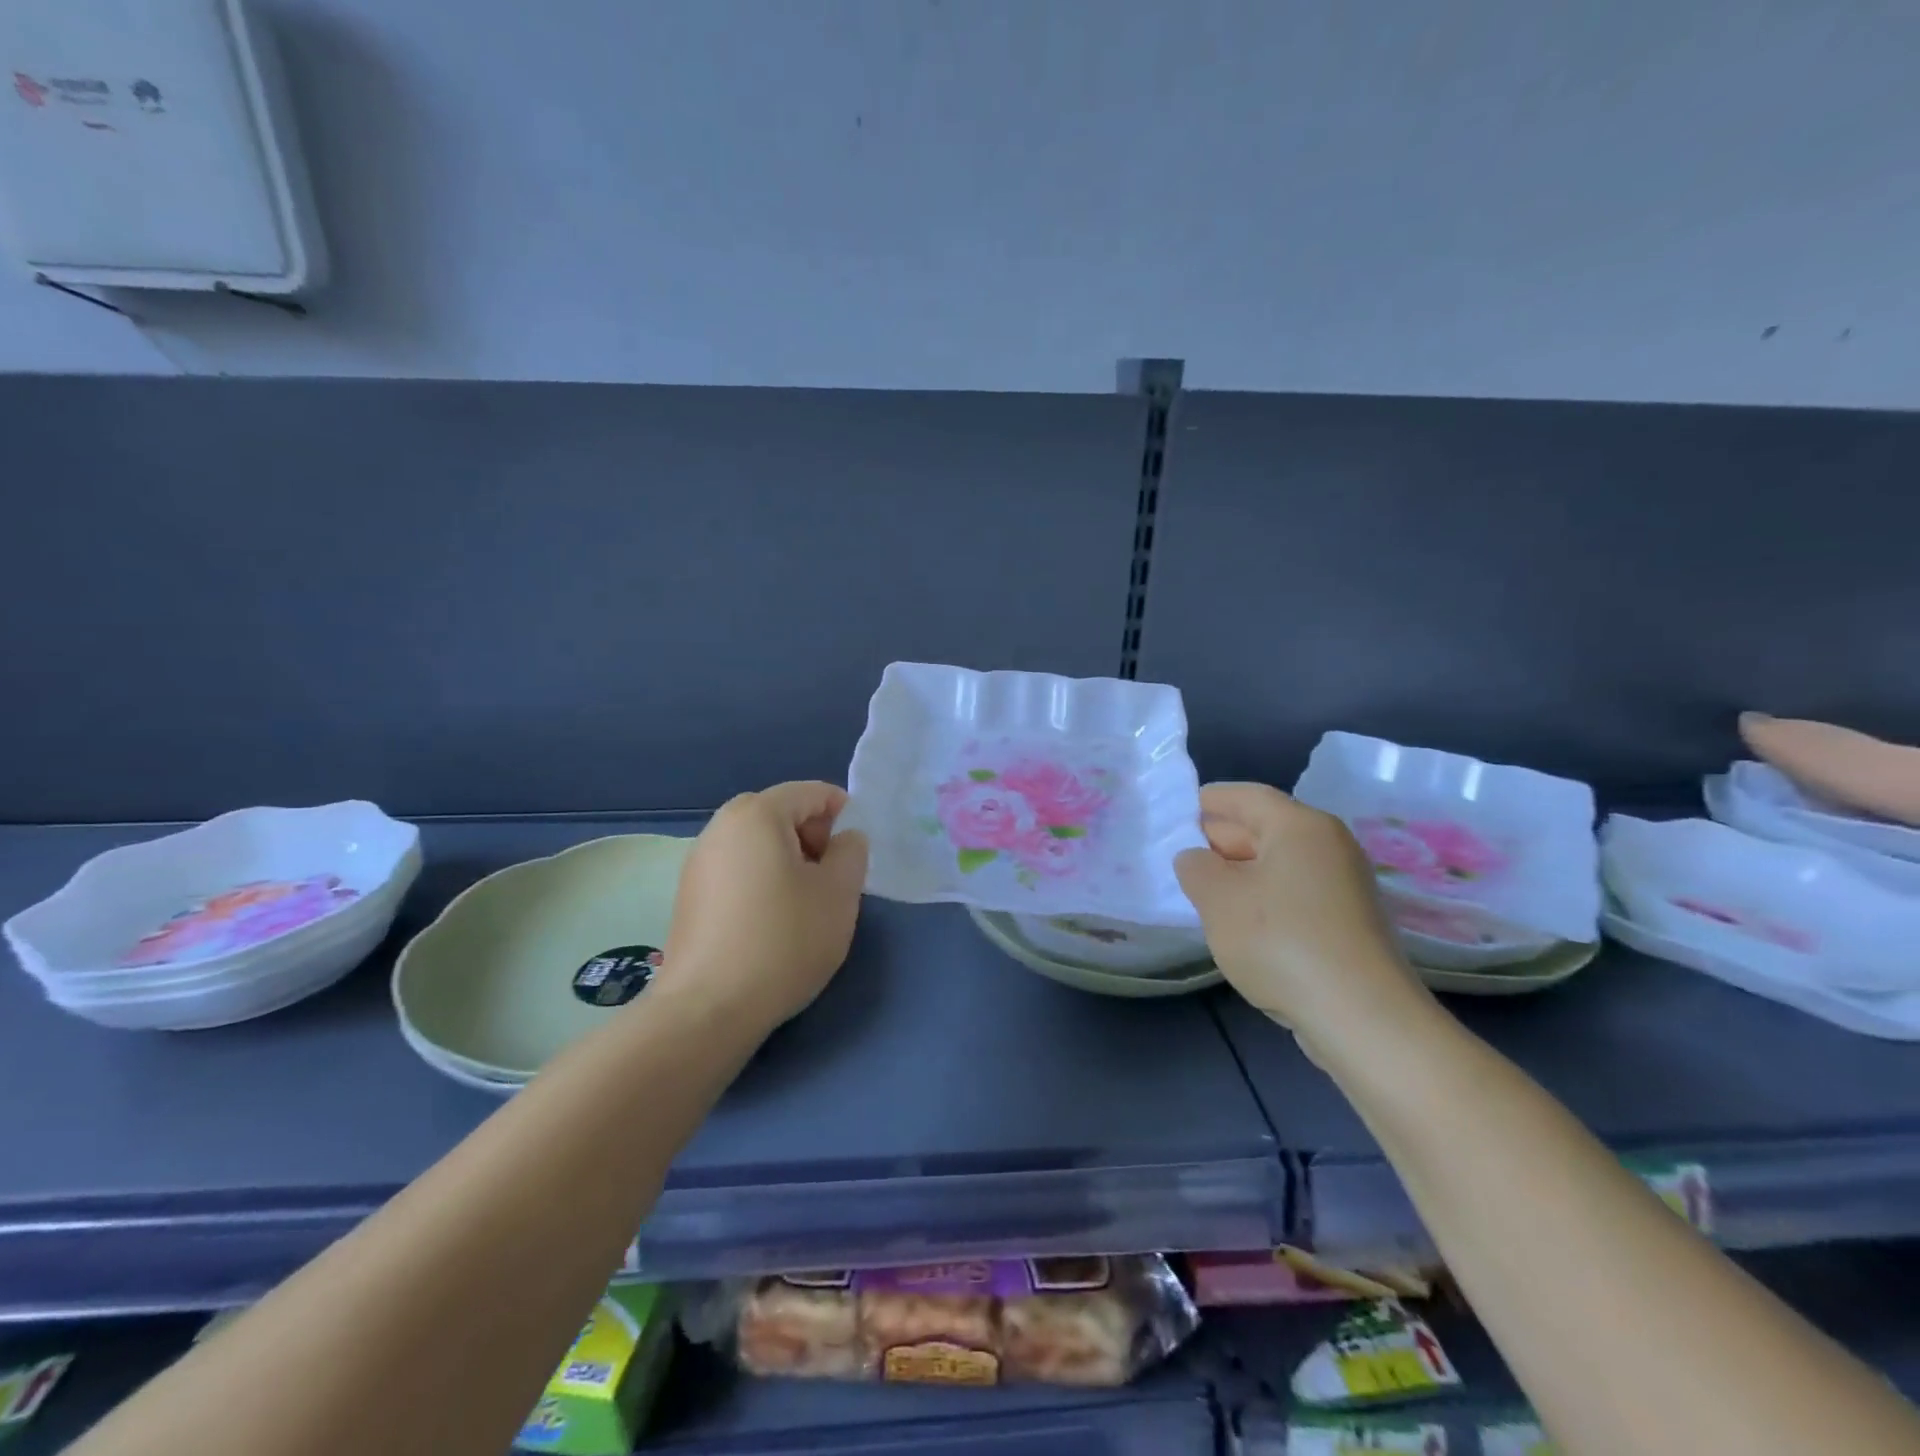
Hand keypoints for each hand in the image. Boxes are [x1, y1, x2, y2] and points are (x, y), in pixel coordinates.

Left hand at [658, 782, 868, 1031]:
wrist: (708, 1009)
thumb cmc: (784, 941)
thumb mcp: (839, 893)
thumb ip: (852, 852)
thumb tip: (844, 839)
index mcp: (757, 813)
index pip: (812, 793)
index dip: (843, 817)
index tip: (853, 859)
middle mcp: (720, 826)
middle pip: (783, 815)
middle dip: (814, 841)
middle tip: (830, 884)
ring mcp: (698, 861)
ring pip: (760, 845)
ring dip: (789, 864)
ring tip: (802, 909)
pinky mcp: (688, 895)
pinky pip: (738, 870)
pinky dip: (762, 883)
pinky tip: (770, 926)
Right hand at [1175, 783, 1429, 1040]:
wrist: (1361, 1016)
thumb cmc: (1280, 940)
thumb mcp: (1218, 898)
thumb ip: (1196, 867)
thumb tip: (1197, 859)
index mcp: (1300, 825)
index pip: (1245, 796)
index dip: (1208, 800)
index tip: (1175, 813)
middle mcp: (1330, 845)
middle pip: (1265, 828)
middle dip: (1220, 840)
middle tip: (1180, 857)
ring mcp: (1345, 886)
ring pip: (1279, 865)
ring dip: (1240, 874)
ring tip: (1202, 893)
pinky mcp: (1350, 923)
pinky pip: (1295, 895)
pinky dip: (1264, 899)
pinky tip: (1241, 925)